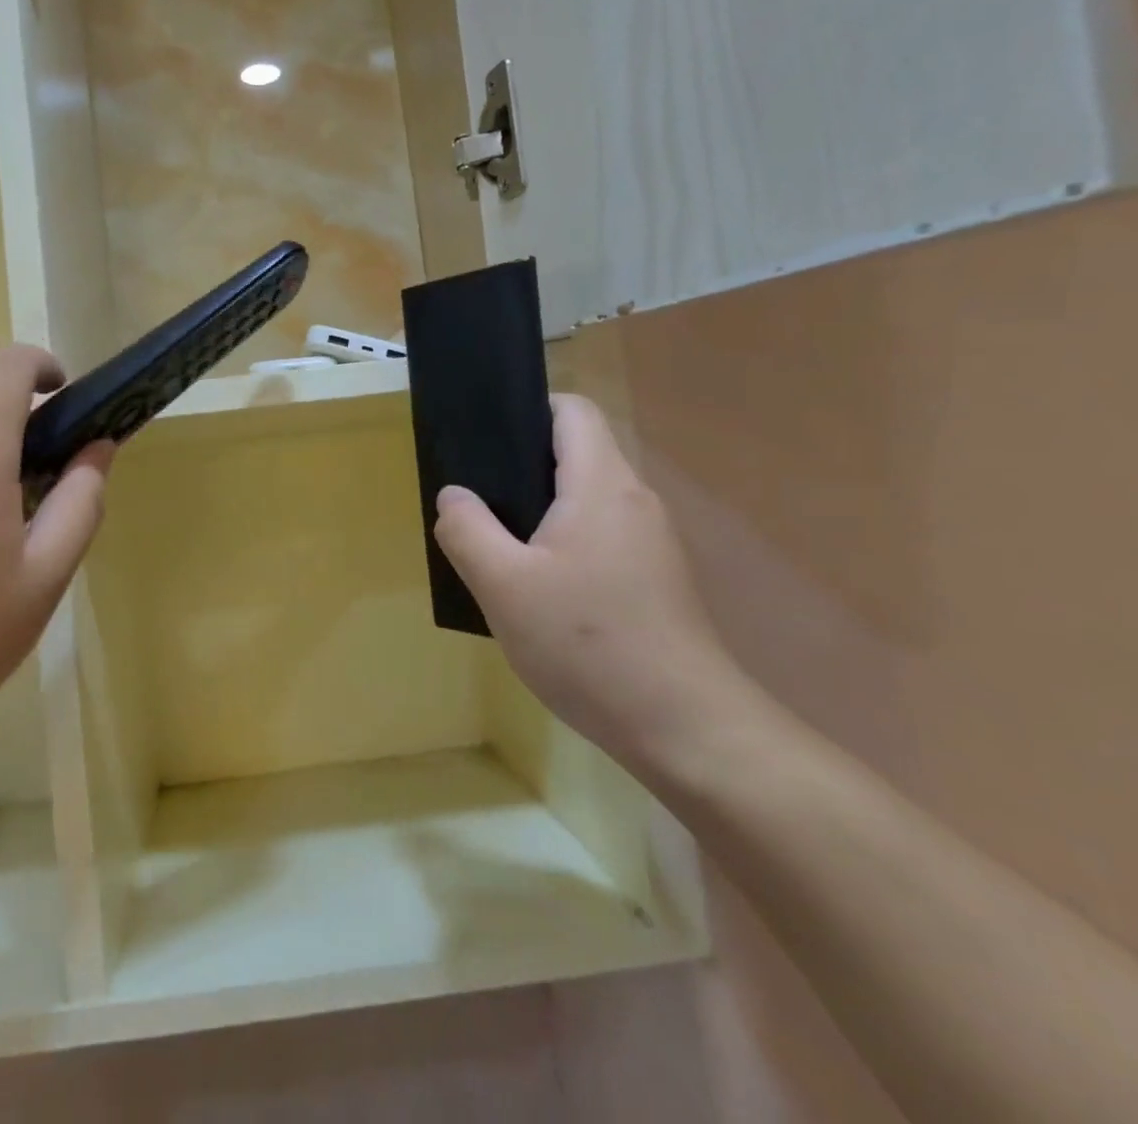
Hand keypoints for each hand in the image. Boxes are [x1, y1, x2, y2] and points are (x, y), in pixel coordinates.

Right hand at [433, 394, 759, 778]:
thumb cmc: (588, 643)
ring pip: (585, 500)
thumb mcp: (503, 585)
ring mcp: (650, 542)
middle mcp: (634, 500)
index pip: (572, 410)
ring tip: (495, 545)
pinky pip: (599, 536)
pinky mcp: (655, 579)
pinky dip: (563, 543)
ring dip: (540, 511)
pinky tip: (536, 589)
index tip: (485, 439)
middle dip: (521, 466)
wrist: (684, 728)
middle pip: (576, 453)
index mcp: (601, 484)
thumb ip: (467, 529)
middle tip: (474, 499)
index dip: (528, 409)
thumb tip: (454, 495)